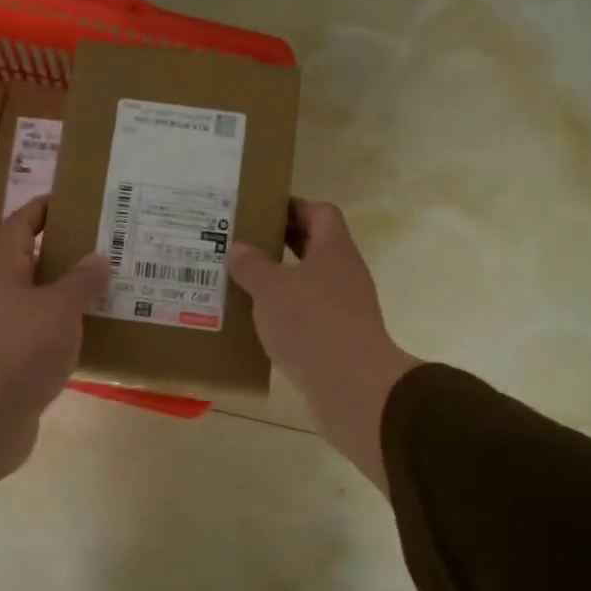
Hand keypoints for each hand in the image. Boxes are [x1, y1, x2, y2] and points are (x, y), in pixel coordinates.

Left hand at [0, 197, 108, 510]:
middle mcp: (2, 300)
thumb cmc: (20, 350)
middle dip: (64, 254)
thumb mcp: (59, 309)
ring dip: (69, 296)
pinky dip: (68, 332)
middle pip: (31, 266)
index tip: (68, 199)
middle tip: (104, 249)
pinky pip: (46, 339)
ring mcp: (6, 335)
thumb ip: (80, 282)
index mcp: (7, 276)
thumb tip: (97, 257)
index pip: (19, 228)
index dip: (40, 209)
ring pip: (42, 304)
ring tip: (108, 292)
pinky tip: (94, 338)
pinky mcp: (15, 367)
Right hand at [229, 200, 419, 493]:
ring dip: (281, 281)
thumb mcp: (270, 288)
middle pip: (315, 247)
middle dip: (281, 243)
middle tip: (243, 244)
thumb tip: (239, 249)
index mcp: (334, 249)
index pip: (320, 212)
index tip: (261, 211)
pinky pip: (309, 315)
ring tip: (242, 283)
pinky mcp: (338, 338)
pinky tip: (258, 323)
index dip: (293, 206)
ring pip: (310, 282)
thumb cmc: (310, 322)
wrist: (351, 385)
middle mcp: (344, 273)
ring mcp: (345, 307)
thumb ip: (252, 265)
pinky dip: (286, 314)